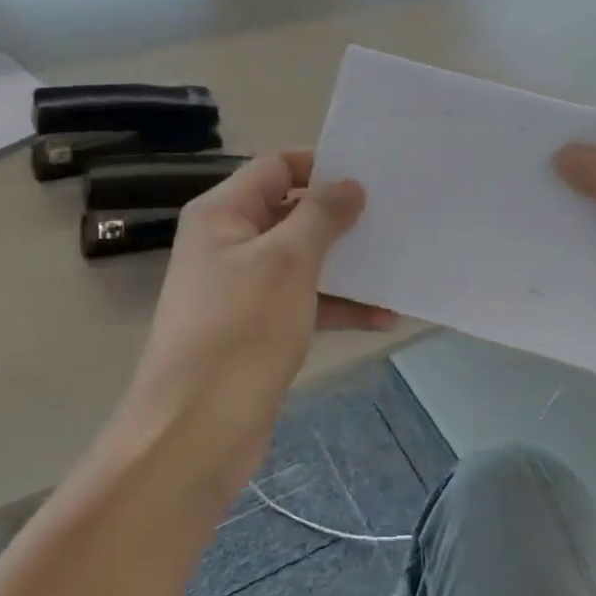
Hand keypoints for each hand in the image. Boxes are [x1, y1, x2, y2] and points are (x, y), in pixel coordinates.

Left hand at [126, 150, 393, 491]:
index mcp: (223, 214)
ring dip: (346, 264)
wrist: (196, 431)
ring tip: (398, 263)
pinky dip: (338, 306)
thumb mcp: (287, 262)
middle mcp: (228, 244)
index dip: (321, 164)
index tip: (371, 175)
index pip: (275, 167)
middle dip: (341, 216)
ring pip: (302, 261)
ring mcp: (242, 289)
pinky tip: (383, 316)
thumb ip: (321, 216)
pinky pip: (303, 302)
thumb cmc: (241, 331)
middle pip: (291, 213)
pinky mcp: (257, 329)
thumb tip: (348, 185)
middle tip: (394, 215)